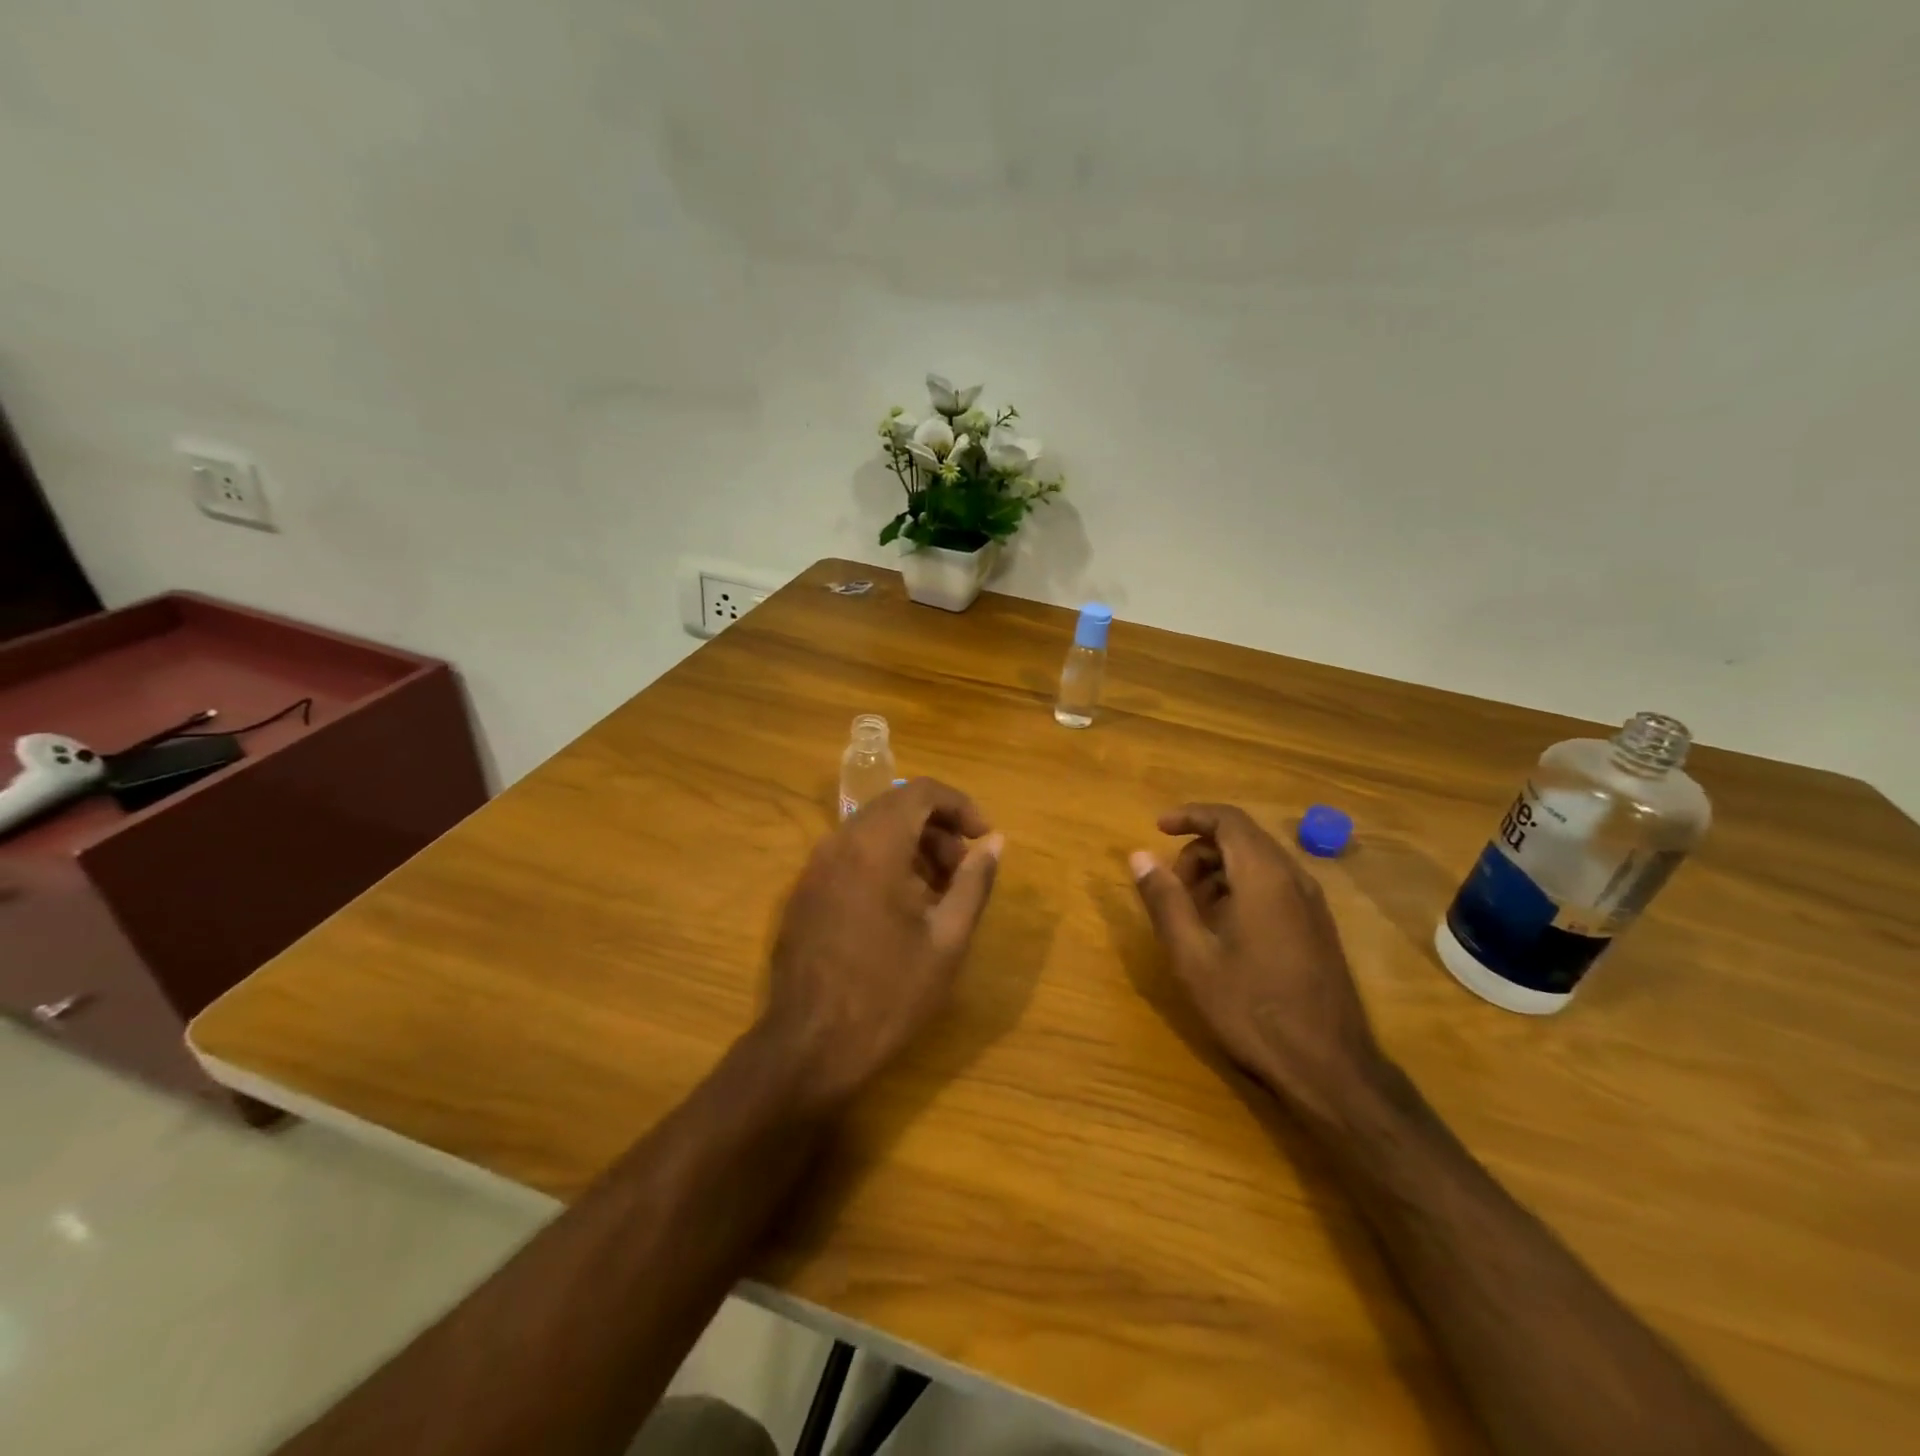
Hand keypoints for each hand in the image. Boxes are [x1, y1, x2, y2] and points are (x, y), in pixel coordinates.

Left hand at [756, 778, 1003, 1109]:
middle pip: (895, 808)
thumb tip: (995, 843)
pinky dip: (883, 864)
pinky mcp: (803, 892)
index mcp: (874, 846)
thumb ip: (973, 882)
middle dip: (938, 829)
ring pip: (872, 832)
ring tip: (939, 894)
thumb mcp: (947, 940)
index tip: (984, 837)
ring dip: (912, 847)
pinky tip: (902, 910)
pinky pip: (850, 856)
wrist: (808, 1046)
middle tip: (963, 871)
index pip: (921, 792)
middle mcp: (838, 843)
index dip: (960, 805)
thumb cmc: (887, 994)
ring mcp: (814, 868)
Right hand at [1130, 804, 1384, 1118]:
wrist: (1329, 1068)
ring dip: (1219, 870)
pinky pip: (1275, 885)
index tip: (1157, 828)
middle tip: (1171, 885)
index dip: (1190, 815)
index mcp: (1264, 877)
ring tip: (1192, 911)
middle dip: (1199, 849)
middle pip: (1243, 838)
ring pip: (1259, 862)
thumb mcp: (1193, 956)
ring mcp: (1312, 904)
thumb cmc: (1252, 1009)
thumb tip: (1139, 856)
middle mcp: (1294, 879)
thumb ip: (1165, 900)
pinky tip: (1224, 930)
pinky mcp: (1318, 927)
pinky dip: (1241, 888)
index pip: (1228, 820)